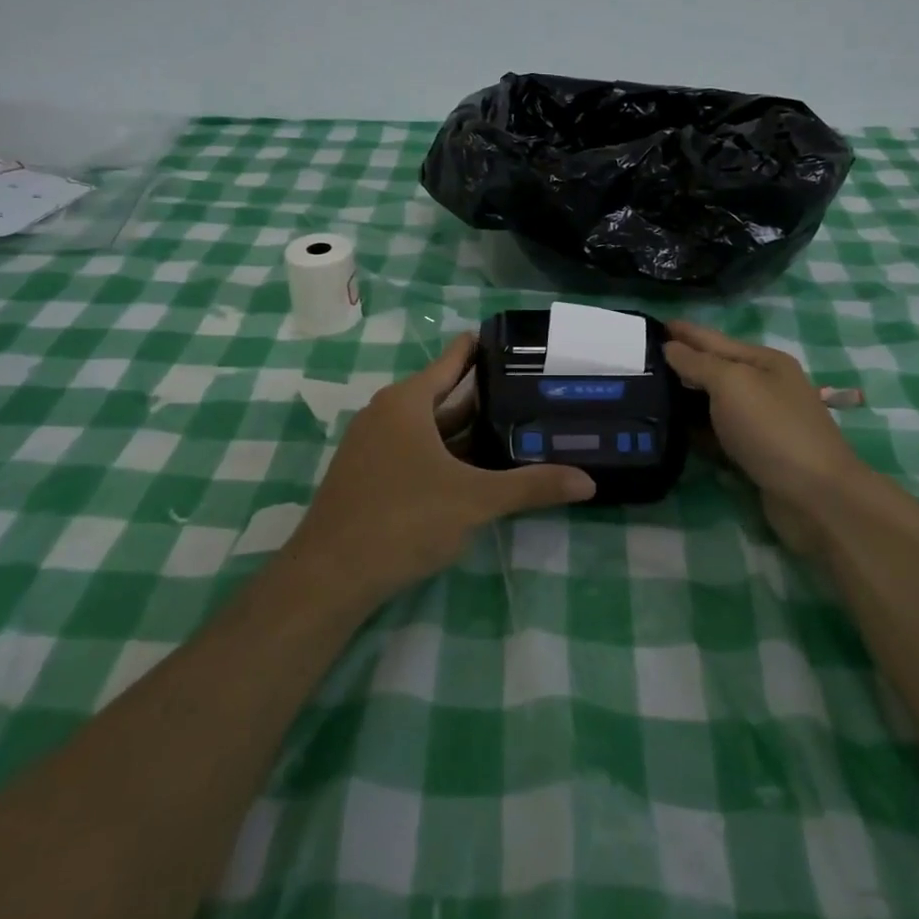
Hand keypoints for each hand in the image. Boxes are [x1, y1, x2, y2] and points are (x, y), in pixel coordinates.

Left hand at [288, 333, 596, 608]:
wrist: (330, 576)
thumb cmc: (403, 519)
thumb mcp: (474, 500)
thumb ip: (531, 486)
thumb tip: (588, 481)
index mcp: (407, 402)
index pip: (452, 360)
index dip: (481, 348)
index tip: (514, 342)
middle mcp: (387, 414)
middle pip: (443, 395)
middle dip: (483, 395)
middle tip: (528, 389)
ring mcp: (373, 446)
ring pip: (430, 427)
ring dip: (466, 429)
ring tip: (512, 425)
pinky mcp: (369, 475)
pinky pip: (415, 450)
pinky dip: (446, 453)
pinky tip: (475, 468)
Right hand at [663, 320, 868, 553]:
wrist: (814, 496)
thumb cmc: (772, 428)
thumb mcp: (732, 383)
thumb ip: (698, 363)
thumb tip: (670, 347)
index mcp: (763, 361)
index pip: (713, 339)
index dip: (683, 331)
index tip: (650, 324)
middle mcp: (764, 387)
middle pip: (714, 369)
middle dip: (680, 363)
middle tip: (639, 359)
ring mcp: (760, 422)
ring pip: (712, 403)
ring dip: (683, 397)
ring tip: (646, 391)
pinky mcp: (753, 454)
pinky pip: (715, 433)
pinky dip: (694, 429)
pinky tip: (670, 427)